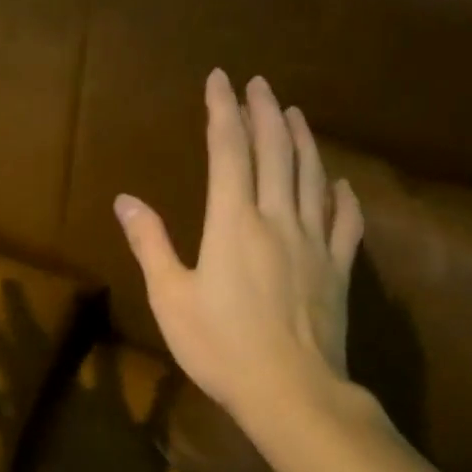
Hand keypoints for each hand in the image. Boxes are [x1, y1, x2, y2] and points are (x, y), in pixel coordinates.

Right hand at [114, 69, 362, 431]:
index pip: (228, 150)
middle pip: (275, 152)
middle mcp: (277, 219)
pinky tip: (340, 184)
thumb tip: (125, 200)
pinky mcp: (338, 269)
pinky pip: (345, 223)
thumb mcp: (170, 298)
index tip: (219, 78)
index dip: (222, 110)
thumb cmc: (221, 347)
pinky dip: (342, 197)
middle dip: (265, 111)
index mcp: (233, 222)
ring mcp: (314, 243)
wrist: (292, 392)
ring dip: (303, 140)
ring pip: (313, 177)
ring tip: (295, 113)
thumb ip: (150, 244)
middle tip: (259, 83)